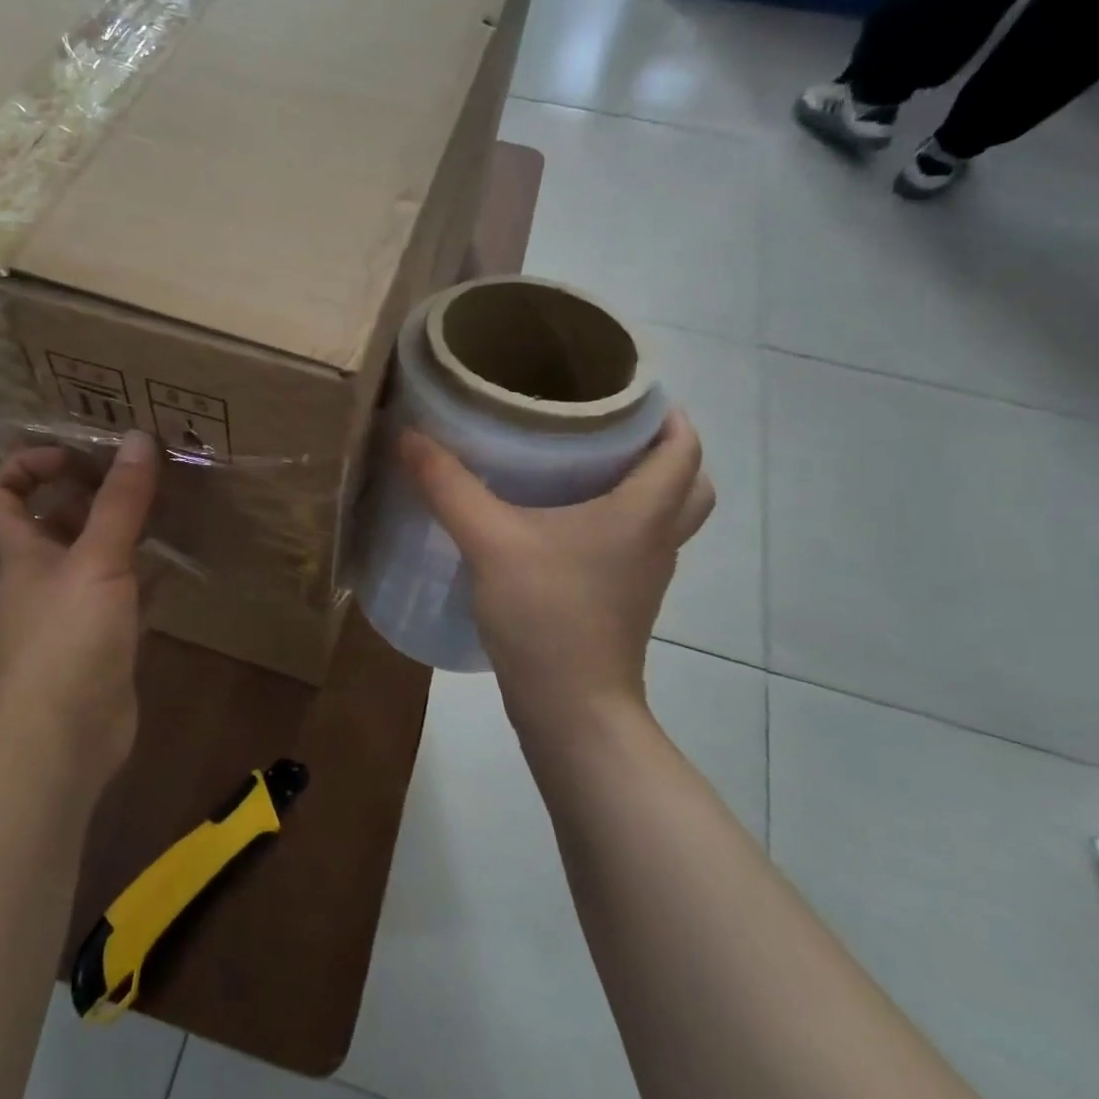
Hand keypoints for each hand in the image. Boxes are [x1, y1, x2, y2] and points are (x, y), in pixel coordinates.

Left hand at [0, 430, 159, 783]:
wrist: (62, 739)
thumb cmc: (67, 640)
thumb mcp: (97, 561)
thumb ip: (120, 502)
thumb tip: (136, 437)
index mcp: (24, 553)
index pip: (1, 494)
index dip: (28, 464)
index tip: (76, 453)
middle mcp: (42, 577)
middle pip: (55, 521)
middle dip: (91, 492)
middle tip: (140, 473)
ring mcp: (72, 612)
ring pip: (94, 557)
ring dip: (123, 532)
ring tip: (168, 507)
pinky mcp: (102, 642)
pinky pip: (122, 595)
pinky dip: (145, 576)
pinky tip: (176, 565)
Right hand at [399, 411, 714, 746]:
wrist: (570, 709)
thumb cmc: (546, 616)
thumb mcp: (490, 541)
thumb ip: (448, 486)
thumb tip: (409, 435)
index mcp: (642, 512)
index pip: (683, 447)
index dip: (666, 412)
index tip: (624, 389)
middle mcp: (655, 539)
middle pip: (689, 482)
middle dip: (662, 448)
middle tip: (609, 427)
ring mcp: (644, 575)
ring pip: (665, 516)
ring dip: (643, 485)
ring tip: (587, 464)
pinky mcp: (623, 600)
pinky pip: (636, 544)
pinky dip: (619, 521)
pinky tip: (564, 521)